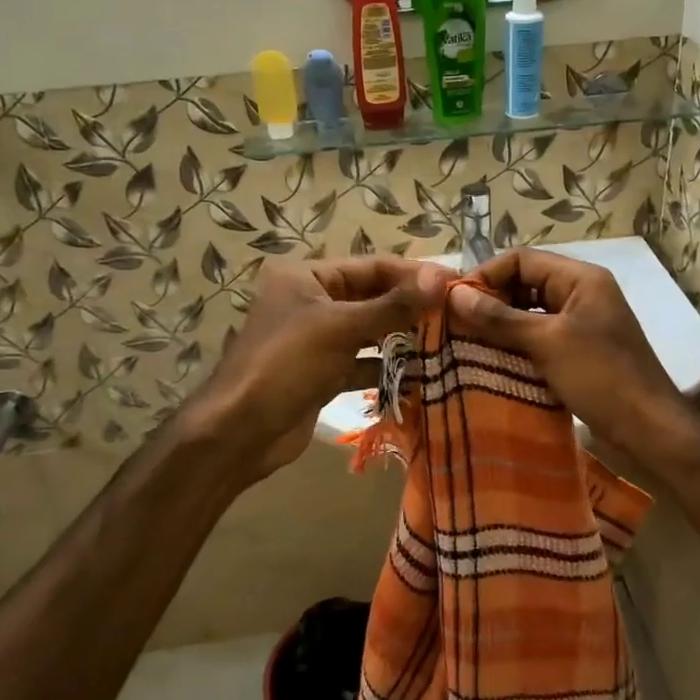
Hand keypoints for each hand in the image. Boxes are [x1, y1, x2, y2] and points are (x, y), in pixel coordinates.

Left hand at [185, 258, 448, 481]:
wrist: (241, 432)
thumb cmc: (286, 365)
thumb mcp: (341, 328)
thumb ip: (393, 306)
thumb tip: (441, 278)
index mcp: (307, 277)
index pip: (372, 266)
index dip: (414, 274)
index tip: (456, 284)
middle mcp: (312, 302)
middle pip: (372, 298)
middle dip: (411, 308)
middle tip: (458, 316)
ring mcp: (317, 340)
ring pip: (369, 332)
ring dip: (403, 339)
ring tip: (448, 343)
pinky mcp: (322, 373)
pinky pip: (362, 363)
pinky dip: (386, 368)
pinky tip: (420, 375)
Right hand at [448, 249, 694, 474]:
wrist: (649, 430)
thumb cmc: (600, 377)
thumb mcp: (546, 343)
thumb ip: (499, 317)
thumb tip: (455, 295)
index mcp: (580, 278)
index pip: (522, 259)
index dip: (486, 275)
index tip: (453, 301)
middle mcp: (581, 293)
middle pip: (525, 283)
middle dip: (491, 300)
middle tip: (456, 324)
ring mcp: (582, 323)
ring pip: (530, 312)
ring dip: (501, 324)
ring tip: (467, 342)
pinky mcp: (579, 350)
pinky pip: (540, 337)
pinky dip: (516, 344)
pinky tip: (492, 360)